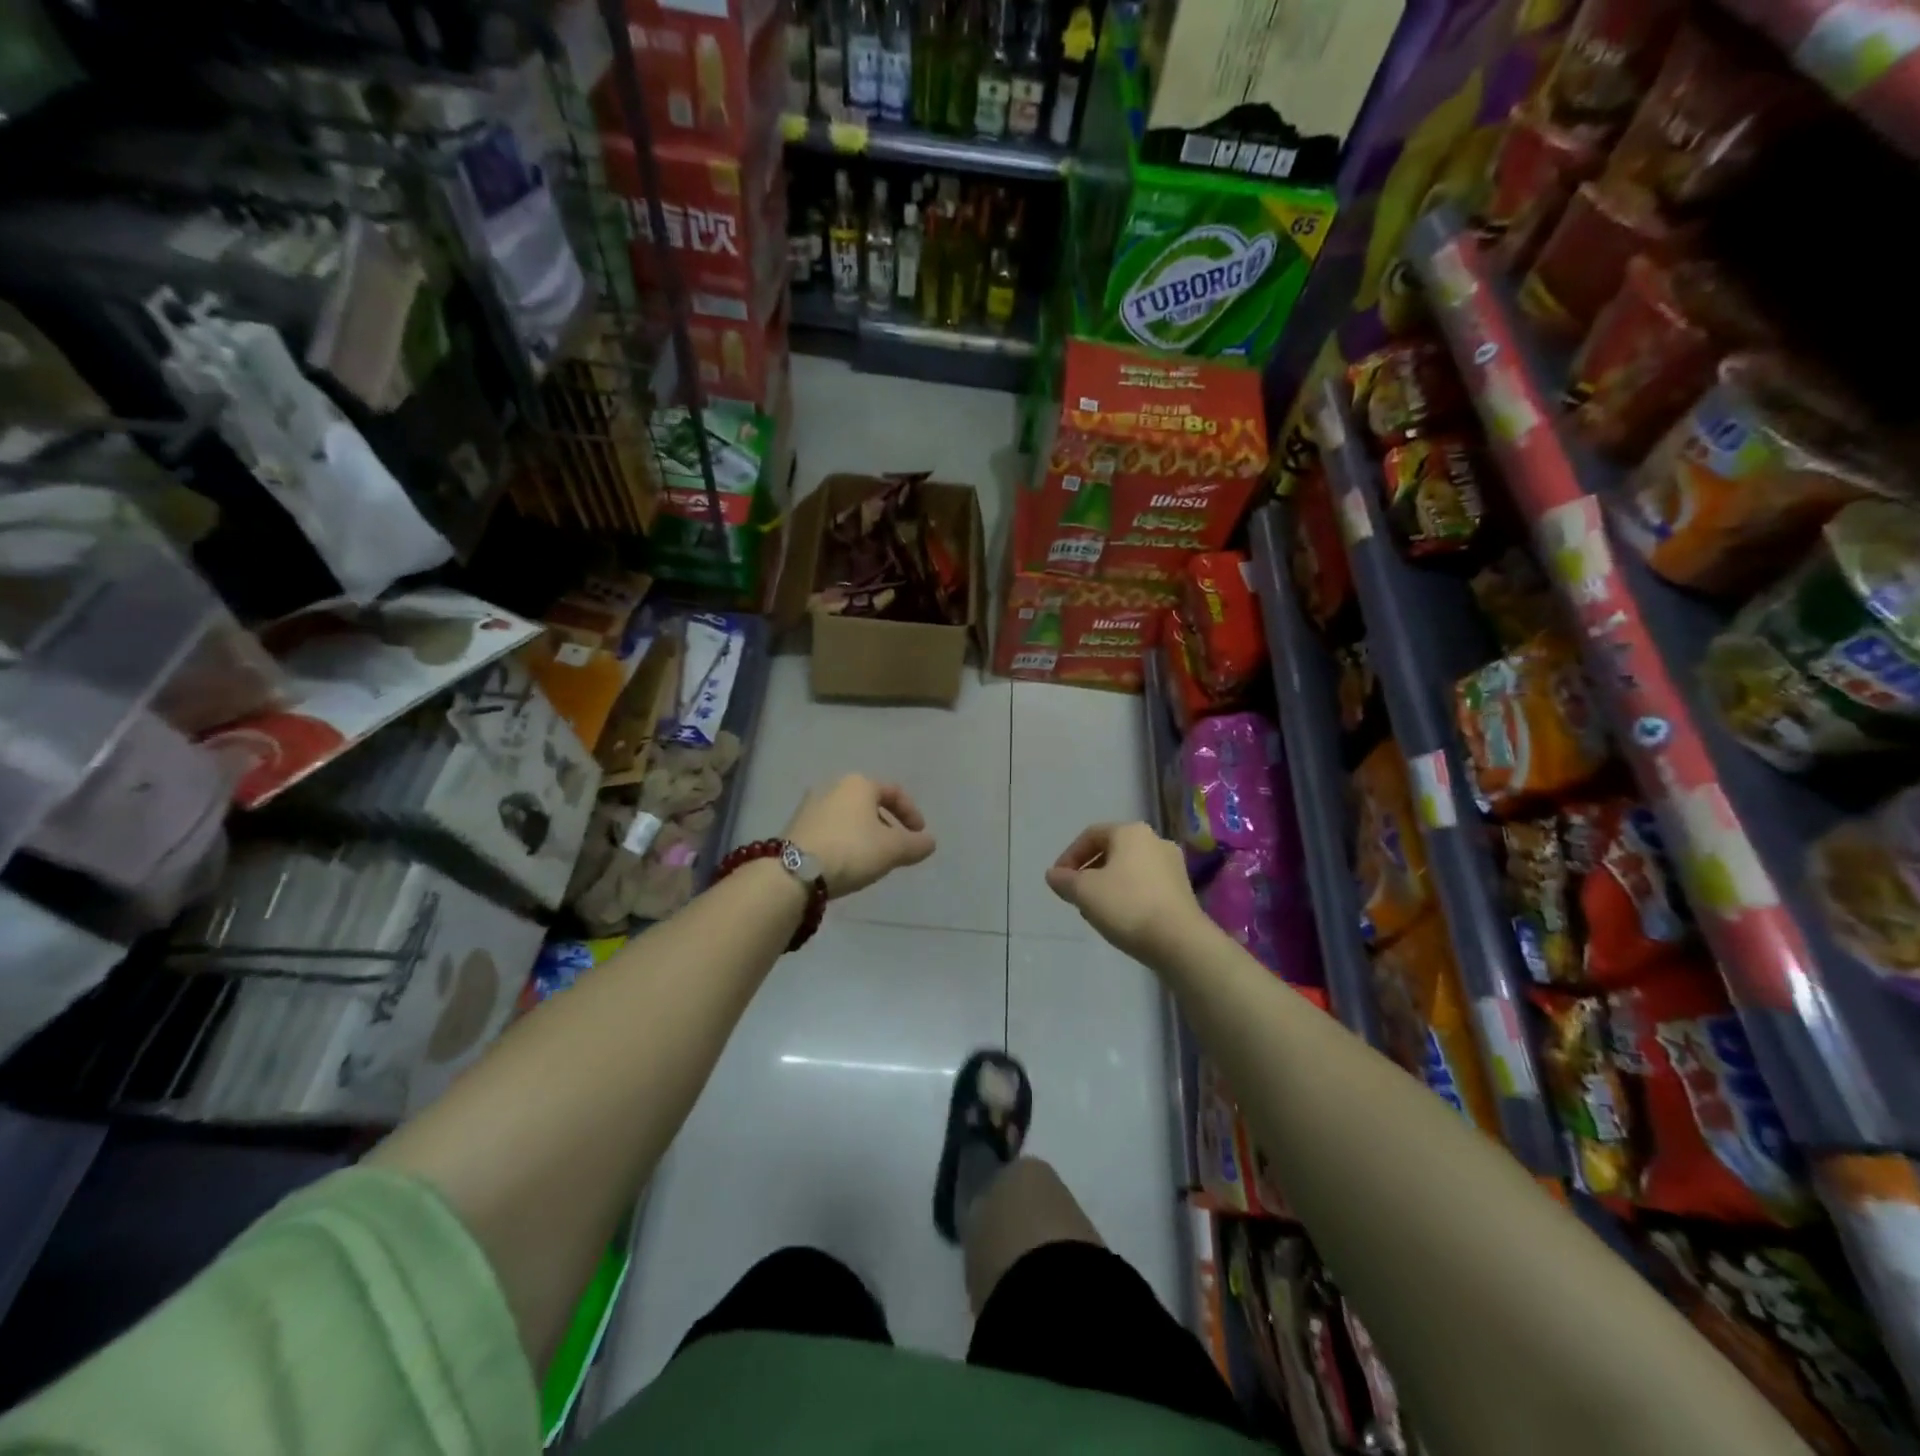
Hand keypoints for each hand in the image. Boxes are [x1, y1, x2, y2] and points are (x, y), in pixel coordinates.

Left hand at [785, 775, 935, 897]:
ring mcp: (810, 805)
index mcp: (859, 783)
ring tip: (872, 858)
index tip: (919, 836)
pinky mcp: (795, 826)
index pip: (894, 792)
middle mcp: (833, 786)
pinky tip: (847, 863)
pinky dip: (844, 841)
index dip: (912, 813)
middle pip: (869, 803)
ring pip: (848, 816)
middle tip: (896, 847)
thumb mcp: (893, 849)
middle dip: (886, 824)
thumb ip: (916, 844)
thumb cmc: (852, 850)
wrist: (794, 871)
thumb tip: (929, 842)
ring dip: (864, 834)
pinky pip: (830, 829)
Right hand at [1046, 822, 1206, 965]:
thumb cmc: (1127, 905)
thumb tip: (1053, 875)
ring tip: (1096, 909)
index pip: (1091, 835)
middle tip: (1075, 894)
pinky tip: (1121, 917)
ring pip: (1129, 869)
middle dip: (1089, 871)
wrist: (1180, 941)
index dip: (1069, 856)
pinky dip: (1128, 894)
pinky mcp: (1183, 889)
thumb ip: (1064, 880)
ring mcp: (1173, 865)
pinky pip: (1146, 884)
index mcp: (1131, 832)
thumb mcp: (1084, 892)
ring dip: (1108, 884)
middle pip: (1111, 851)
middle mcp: (1155, 840)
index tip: (1058, 880)